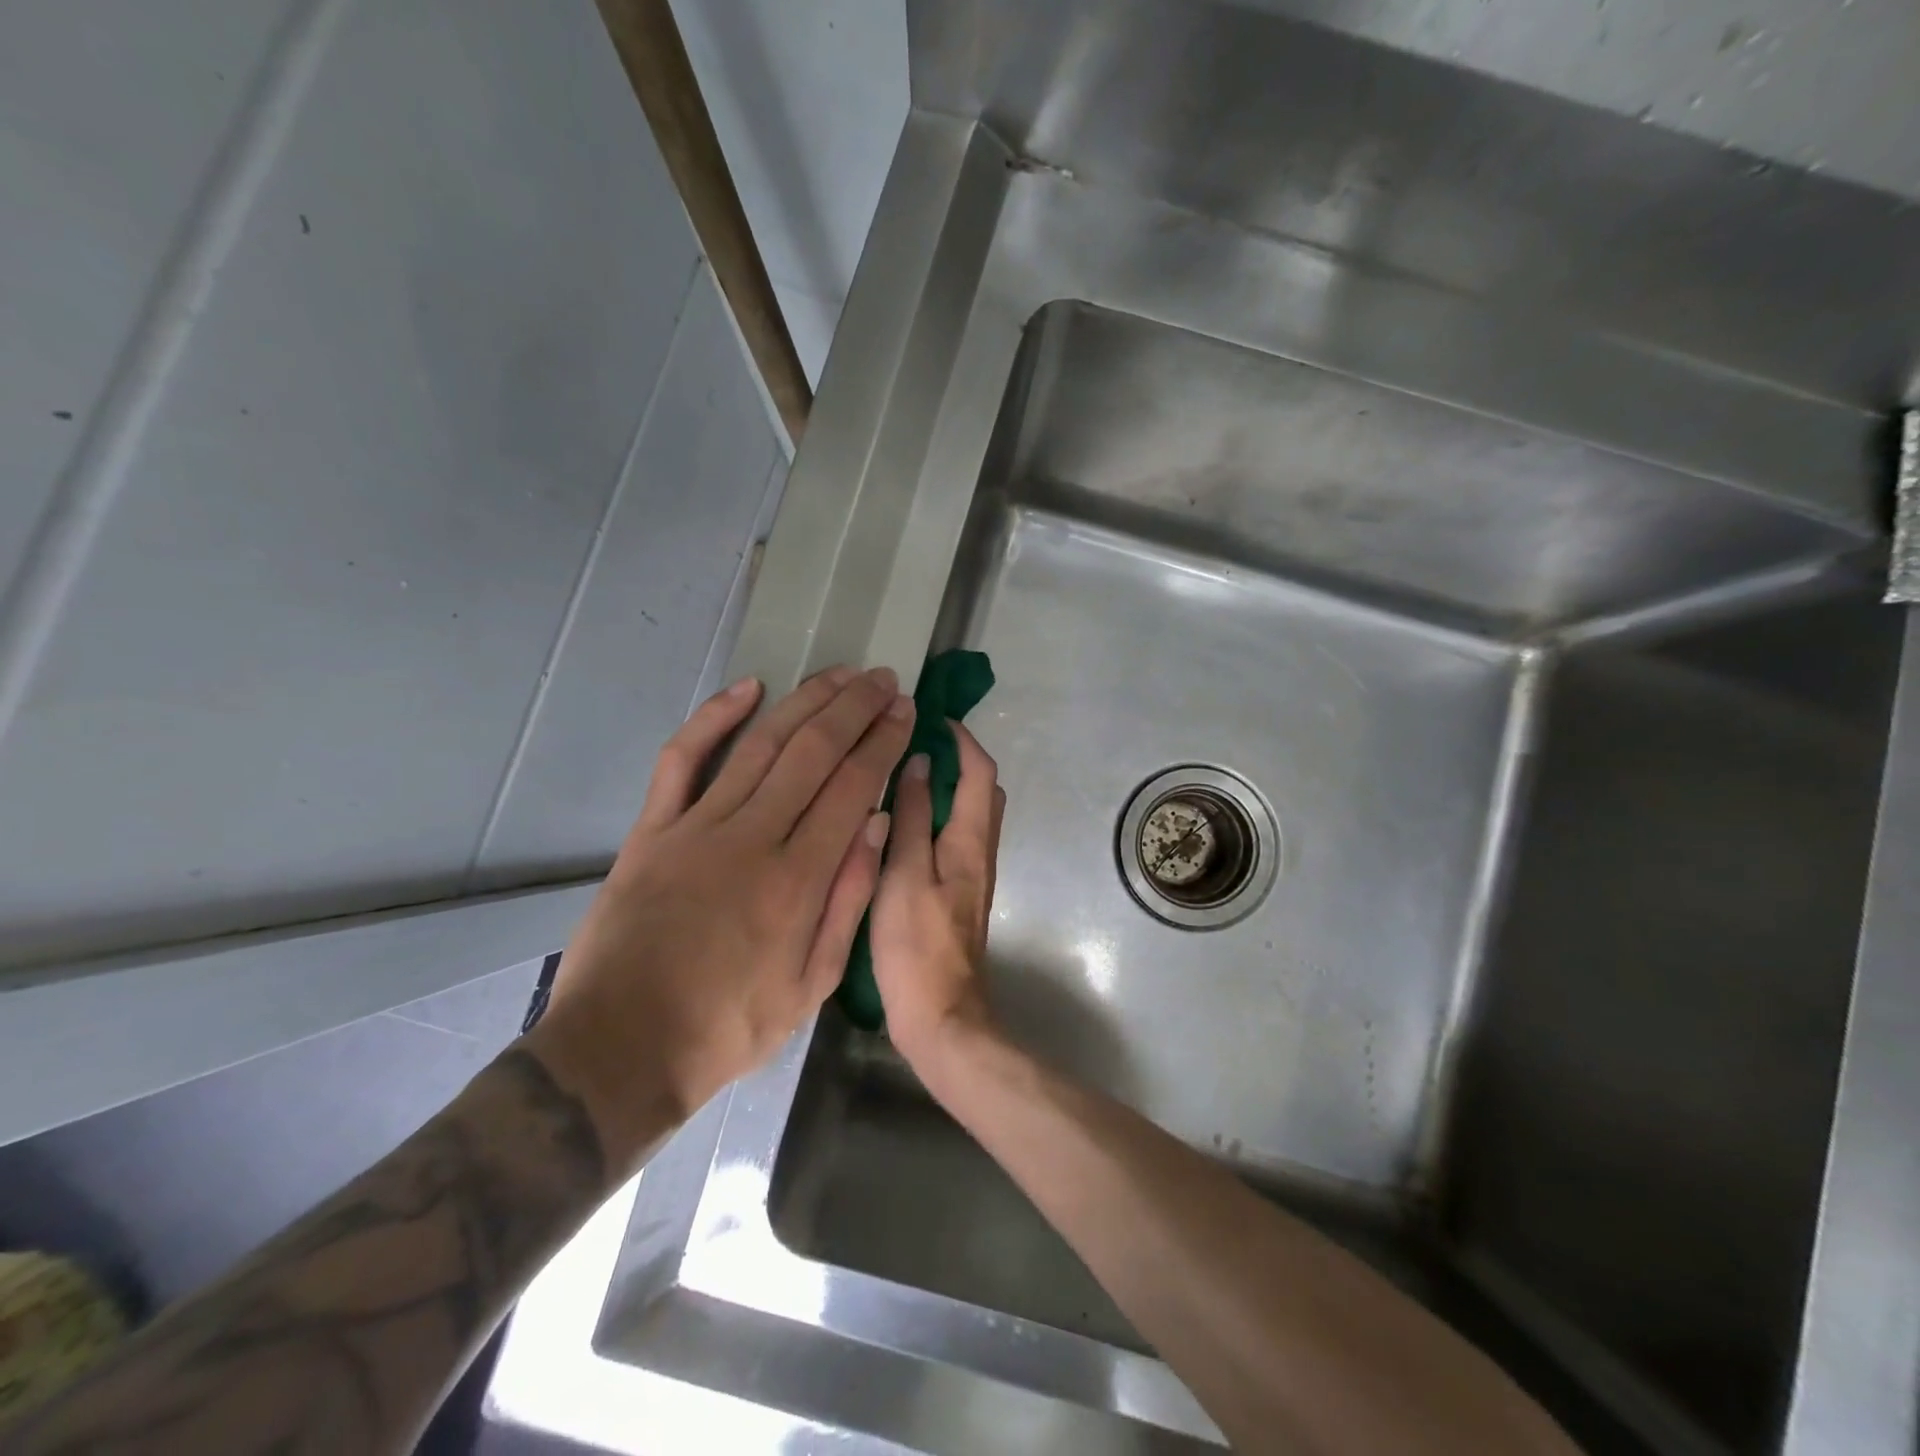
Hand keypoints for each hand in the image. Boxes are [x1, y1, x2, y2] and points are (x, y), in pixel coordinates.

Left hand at [527, 666, 914, 1169]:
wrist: (620, 1049)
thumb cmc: (728, 1026)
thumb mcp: (812, 985)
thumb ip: (849, 900)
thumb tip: (877, 824)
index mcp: (799, 880)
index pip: (853, 786)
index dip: (883, 741)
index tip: (903, 711)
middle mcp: (752, 839)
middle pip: (813, 751)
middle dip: (854, 708)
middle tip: (883, 679)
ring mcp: (696, 828)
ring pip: (760, 744)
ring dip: (805, 701)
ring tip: (840, 674)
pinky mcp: (651, 830)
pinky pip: (683, 759)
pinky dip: (714, 717)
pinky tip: (749, 687)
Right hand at [869, 722, 1005, 1069]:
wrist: (942, 1015)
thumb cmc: (917, 945)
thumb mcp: (903, 874)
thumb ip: (911, 816)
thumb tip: (919, 761)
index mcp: (969, 839)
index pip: (978, 771)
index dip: (961, 739)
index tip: (932, 717)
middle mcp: (980, 850)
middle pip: (981, 790)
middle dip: (958, 759)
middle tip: (915, 745)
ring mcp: (974, 874)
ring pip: (970, 814)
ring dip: (947, 787)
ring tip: (904, 776)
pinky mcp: (961, 894)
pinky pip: (957, 837)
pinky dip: (938, 816)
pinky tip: (905, 824)